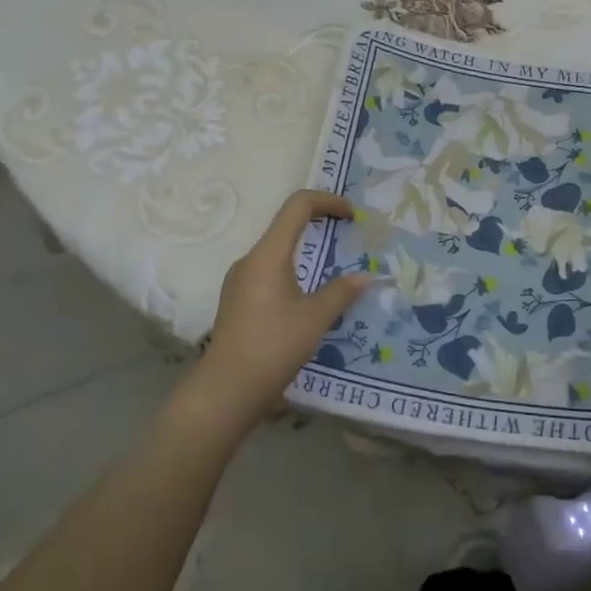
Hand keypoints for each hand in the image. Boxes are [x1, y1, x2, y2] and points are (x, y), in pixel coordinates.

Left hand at [174, 191, 369, 443]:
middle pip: (286, 224)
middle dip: (319, 223)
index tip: (352, 215)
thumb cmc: (273, 346)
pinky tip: (307, 296)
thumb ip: (341, 291)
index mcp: (268, 253)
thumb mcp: (316, 318)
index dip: (328, 201)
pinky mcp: (237, 299)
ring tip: (332, 268)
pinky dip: (292, 269)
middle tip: (347, 236)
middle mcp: (250, 259)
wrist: (226, 390)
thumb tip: (364, 277)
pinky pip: (268, 270)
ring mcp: (239, 280)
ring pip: (276, 249)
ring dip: (306, 249)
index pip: (298, 205)